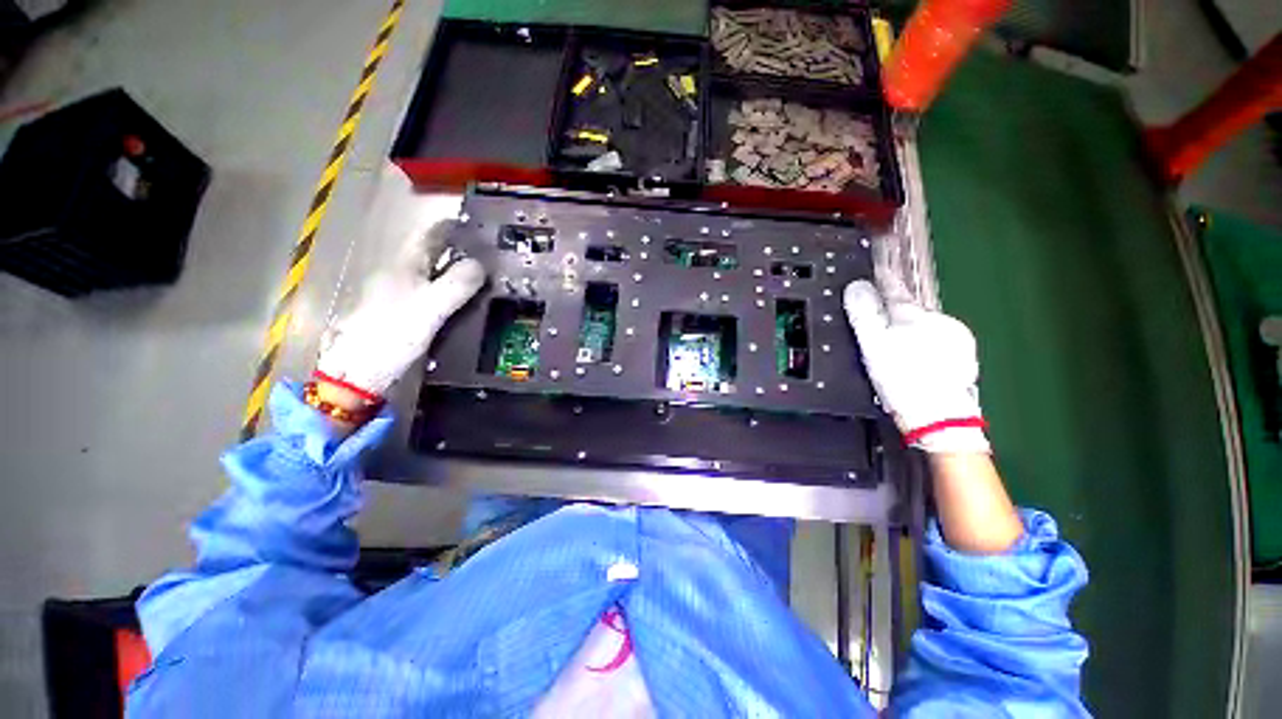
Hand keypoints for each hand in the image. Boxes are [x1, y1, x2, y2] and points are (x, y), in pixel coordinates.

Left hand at [316, 222, 484, 397]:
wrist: (359, 371)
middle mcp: (398, 274)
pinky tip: (457, 302)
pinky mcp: (397, 313)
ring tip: (478, 277)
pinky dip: (445, 290)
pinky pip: (427, 292)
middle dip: (456, 250)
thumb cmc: (394, 334)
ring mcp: (395, 294)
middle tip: (485, 255)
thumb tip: (481, 265)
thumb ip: (459, 284)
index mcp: (405, 266)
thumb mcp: (432, 307)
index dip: (452, 228)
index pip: (430, 235)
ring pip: (429, 273)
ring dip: (452, 270)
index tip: (475, 226)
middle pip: (431, 254)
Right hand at [843, 279, 988, 453]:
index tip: (875, 272)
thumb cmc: (903, 380)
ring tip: (896, 353)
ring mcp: (956, 339)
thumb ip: (864, 313)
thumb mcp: (873, 345)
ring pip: (925, 327)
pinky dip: (926, 347)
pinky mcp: (963, 357)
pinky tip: (916, 363)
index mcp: (915, 315)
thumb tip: (856, 286)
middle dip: (895, 315)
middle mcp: (940, 321)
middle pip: (911, 311)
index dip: (882, 282)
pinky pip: (938, 343)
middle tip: (877, 329)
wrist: (939, 417)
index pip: (894, 290)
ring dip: (911, 332)